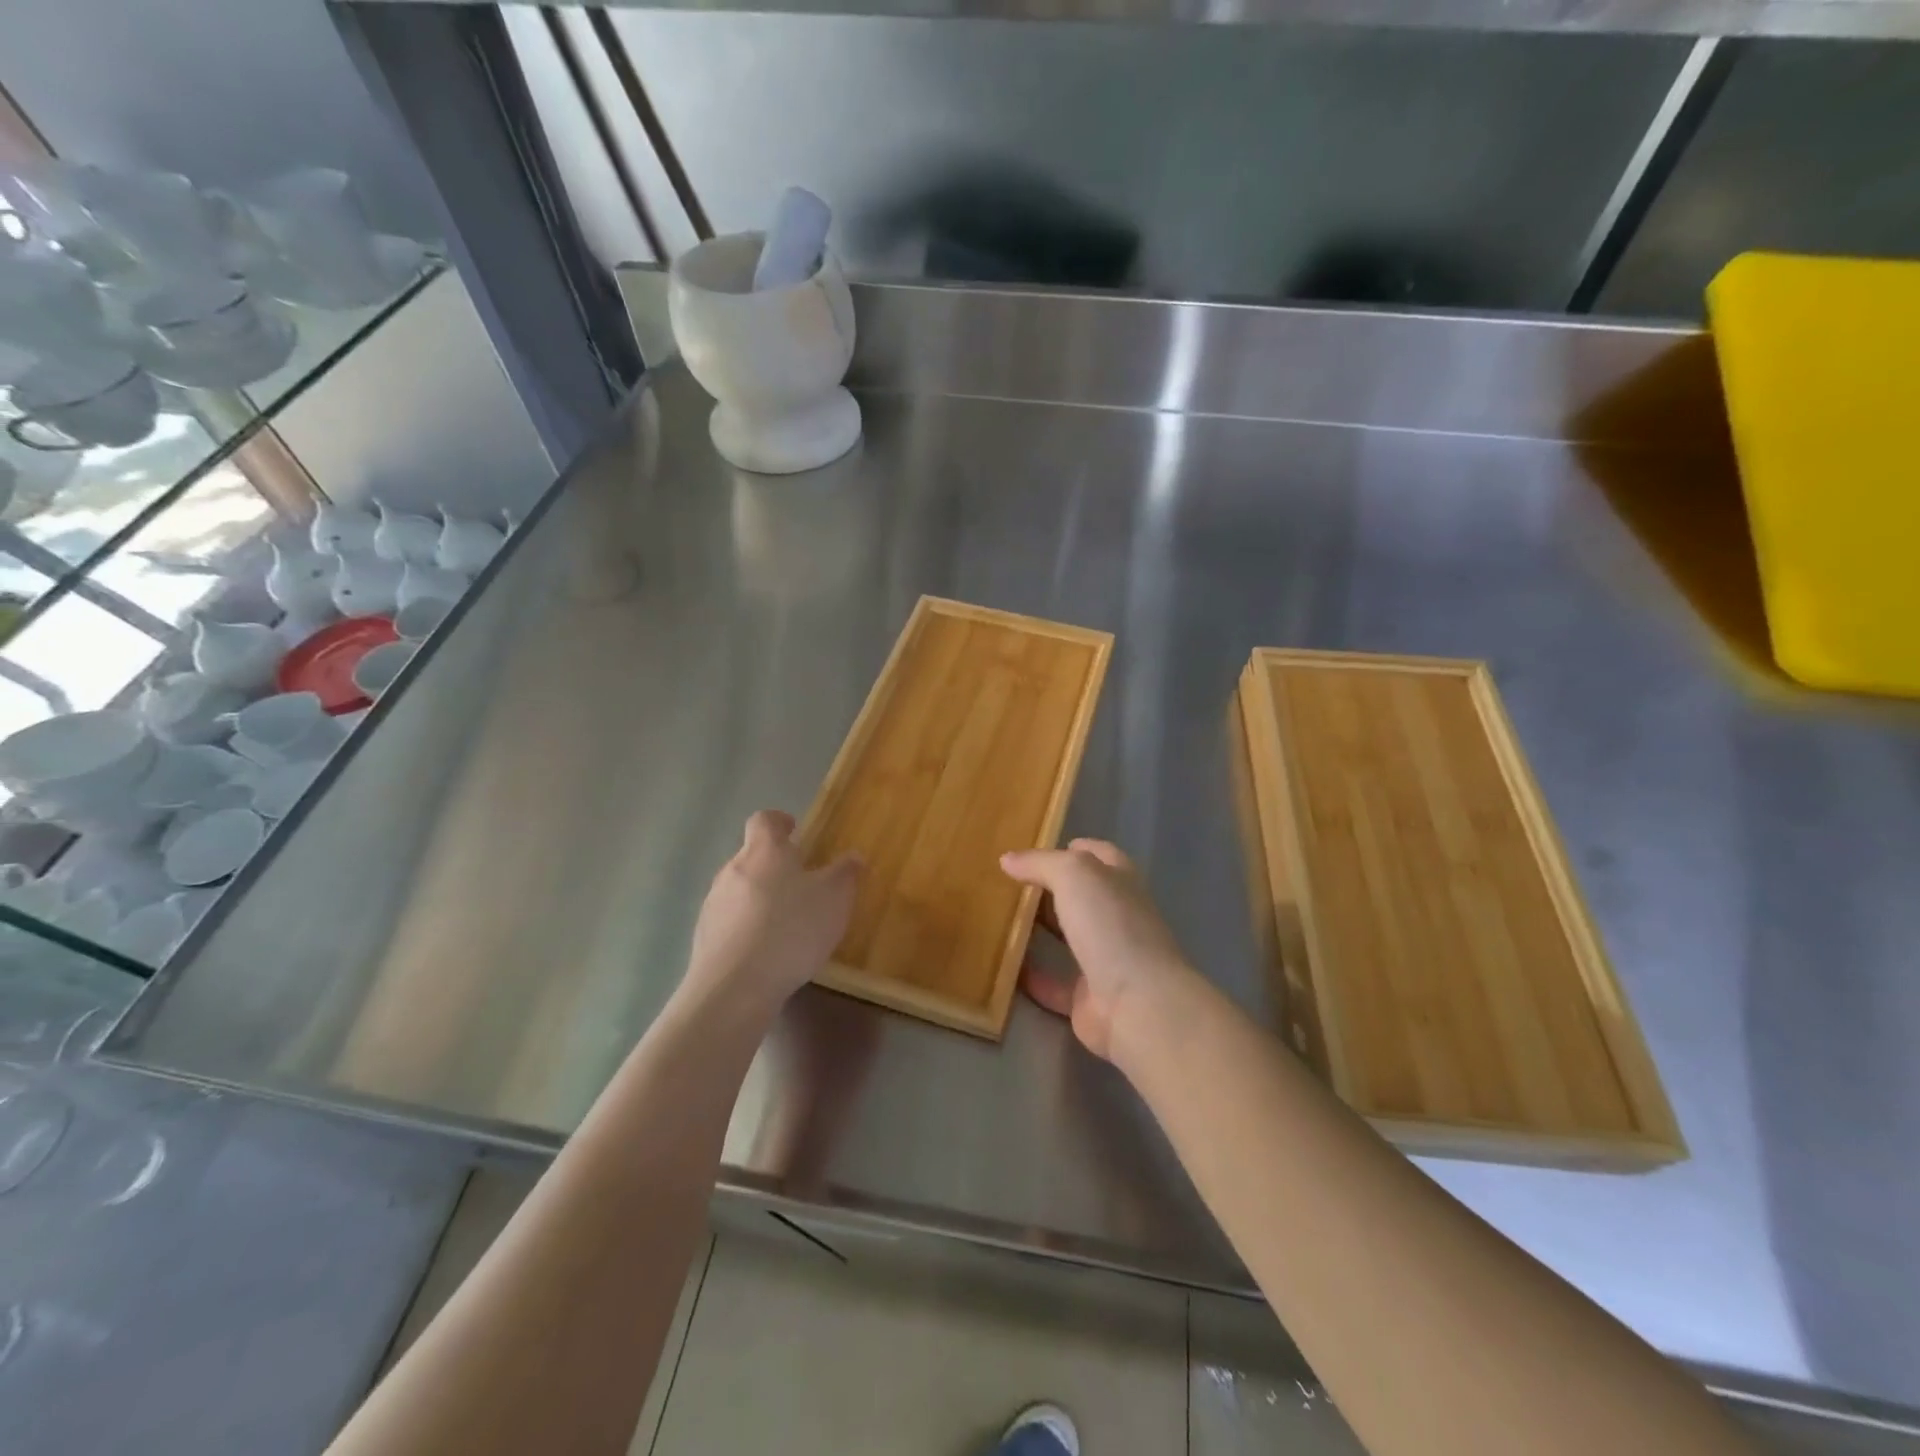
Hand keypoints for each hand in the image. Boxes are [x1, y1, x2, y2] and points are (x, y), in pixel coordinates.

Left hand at [685, 810, 860, 1015]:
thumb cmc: (791, 929)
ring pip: (739, 890)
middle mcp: (732, 869)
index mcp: (764, 851)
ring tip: (785, 923)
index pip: (764, 820)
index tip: (793, 830)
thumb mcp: (834, 899)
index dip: (779, 822)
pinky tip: (766, 952)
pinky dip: (747, 928)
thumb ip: (845, 873)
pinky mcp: (704, 937)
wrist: (735, 987)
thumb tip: (852, 856)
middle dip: (773, 866)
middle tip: (800, 884)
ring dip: (759, 898)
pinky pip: (730, 922)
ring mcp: (713, 904)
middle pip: (751, 856)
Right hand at [1000, 839, 1194, 1063]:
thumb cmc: (1111, 925)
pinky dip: (1032, 977)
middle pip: (1081, 897)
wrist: (1138, 1004)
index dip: (1072, 848)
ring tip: (1001, 919)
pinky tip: (1004, 968)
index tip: (1035, 849)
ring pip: (1068, 939)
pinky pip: (1054, 984)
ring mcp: (1106, 959)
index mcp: (1120, 882)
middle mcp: (1117, 917)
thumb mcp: (1074, 875)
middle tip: (1009, 883)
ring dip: (1040, 931)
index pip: (1099, 855)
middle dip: (1050, 889)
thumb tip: (1008, 859)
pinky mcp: (1089, 998)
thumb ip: (1041, 863)